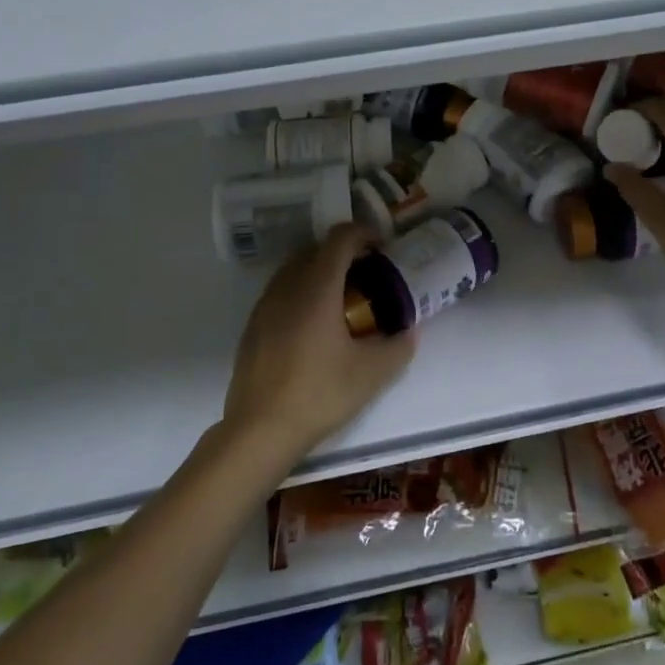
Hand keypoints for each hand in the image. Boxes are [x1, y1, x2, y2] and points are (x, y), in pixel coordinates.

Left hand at [221, 224, 416, 464]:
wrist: (259, 430)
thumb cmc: (319, 394)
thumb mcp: (372, 373)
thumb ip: (398, 346)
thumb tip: (411, 331)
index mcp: (317, 288)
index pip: (340, 239)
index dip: (364, 233)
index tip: (383, 247)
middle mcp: (287, 287)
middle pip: (316, 249)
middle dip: (344, 252)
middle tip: (368, 274)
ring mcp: (264, 306)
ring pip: (294, 269)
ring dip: (320, 271)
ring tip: (343, 299)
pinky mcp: (253, 326)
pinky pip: (281, 292)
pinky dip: (302, 292)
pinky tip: (314, 327)